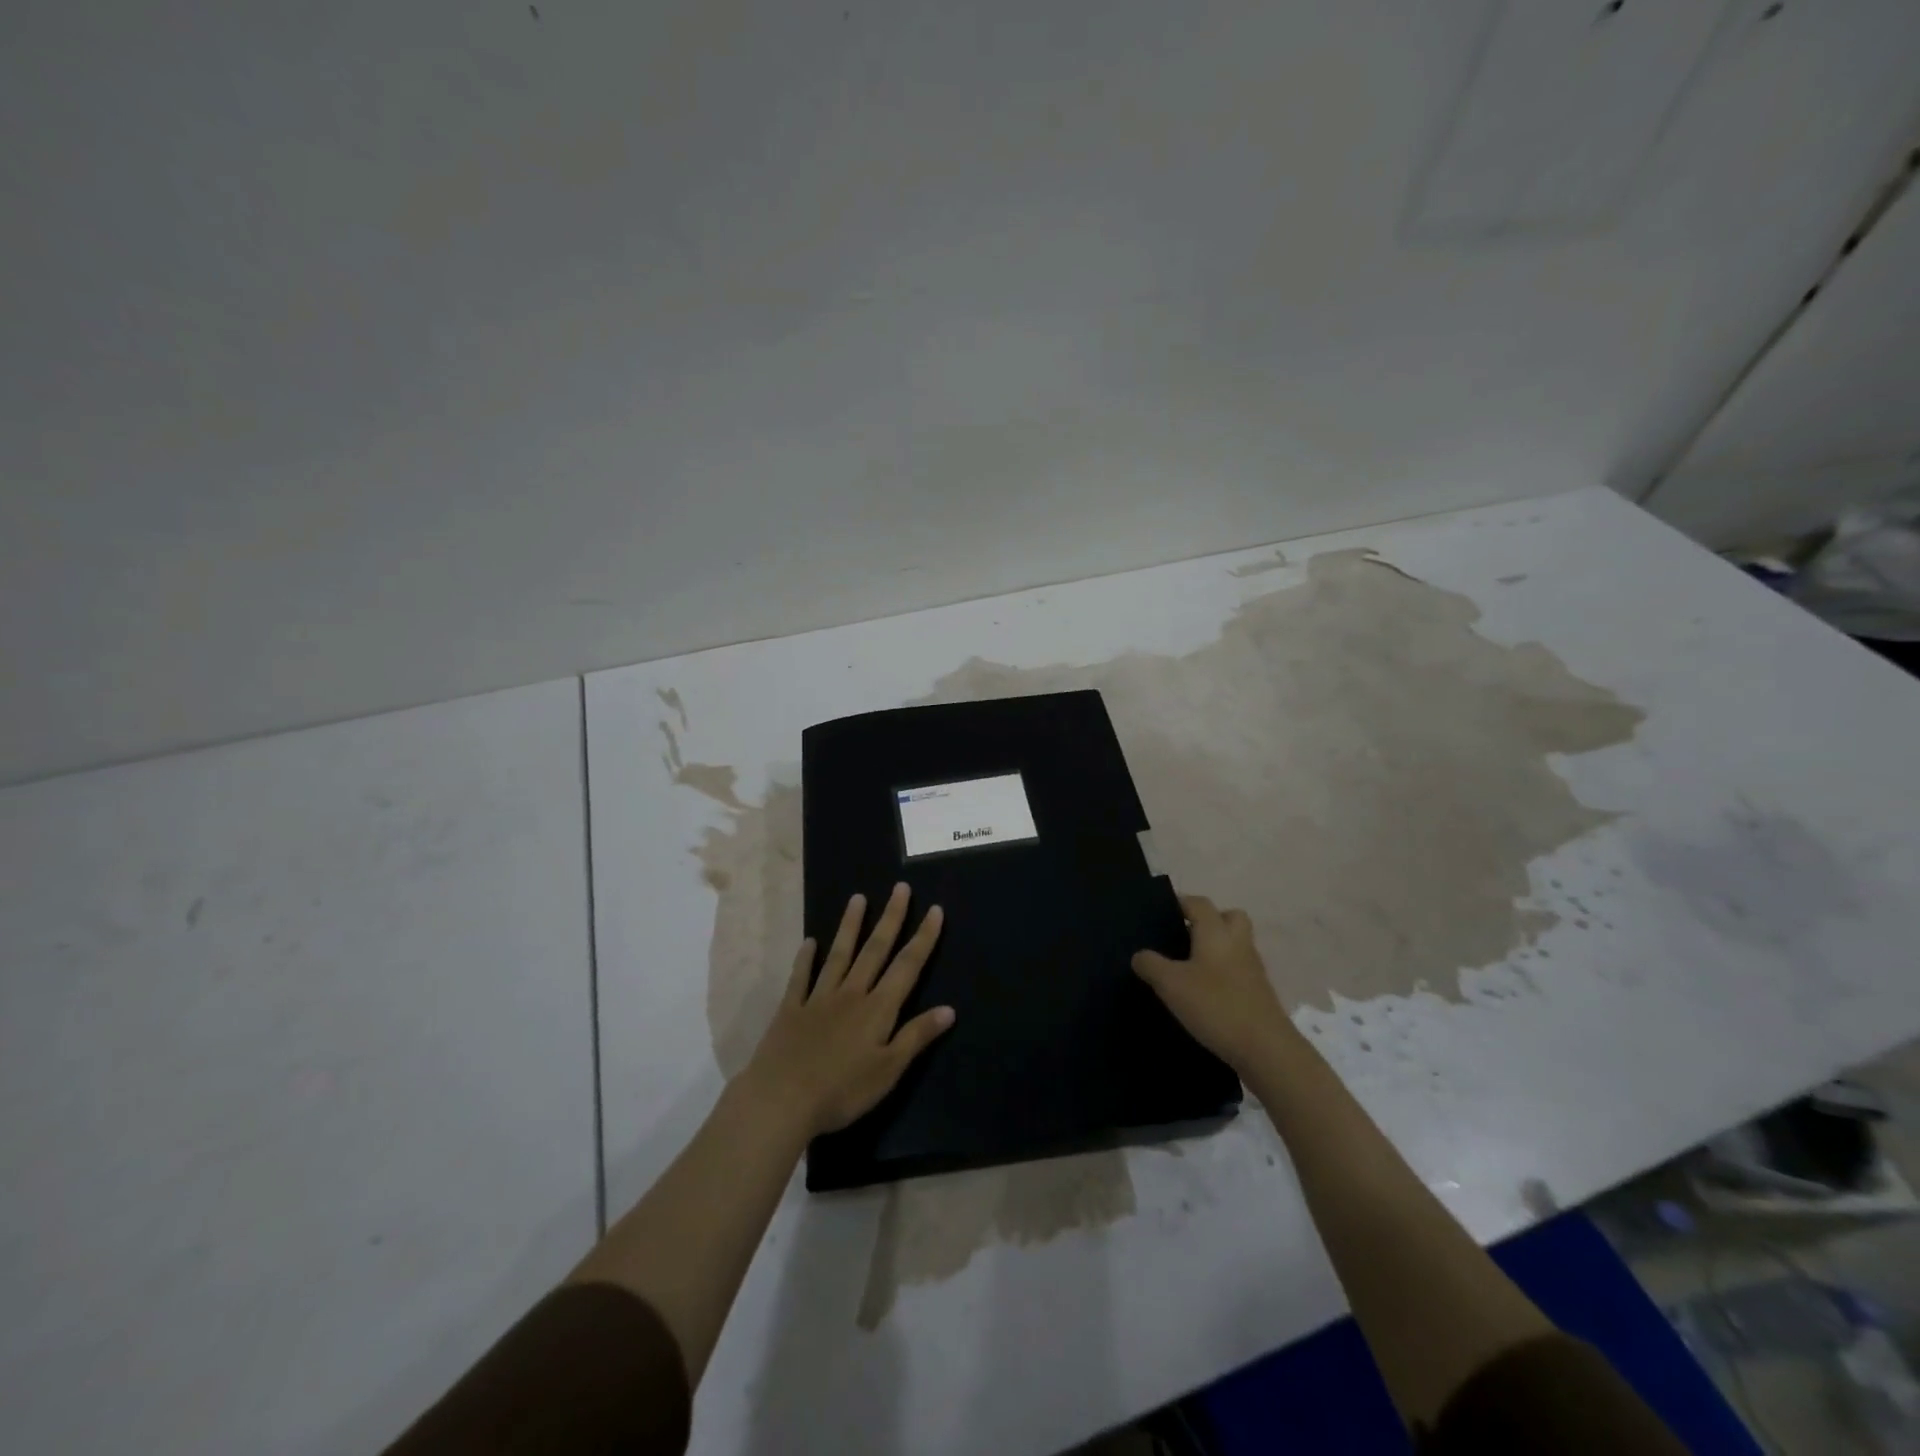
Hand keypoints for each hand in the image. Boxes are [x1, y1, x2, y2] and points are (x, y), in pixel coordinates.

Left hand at [740, 883, 954, 1139]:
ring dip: (850, 926)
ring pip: (839, 955)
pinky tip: (809, 942)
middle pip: (875, 950)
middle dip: (890, 918)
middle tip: (899, 888)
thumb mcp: (888, 1071)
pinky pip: (800, 978)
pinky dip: (805, 959)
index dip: (924, 938)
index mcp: (878, 1009)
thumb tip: (949, 1009)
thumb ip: (916, 1037)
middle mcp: (851, 994)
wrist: (781, 1100)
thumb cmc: (842, 1091)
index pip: (907, 966)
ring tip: (858, 898)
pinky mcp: (790, 1010)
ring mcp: (818, 998)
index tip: (935, 909)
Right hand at [1133, 893, 1297, 1072]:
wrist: (1266, 1049)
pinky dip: (1223, 973)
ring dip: (1216, 948)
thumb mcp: (1171, 984)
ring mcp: (1253, 968)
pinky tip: (1204, 993)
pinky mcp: (1259, 992)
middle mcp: (1238, 943)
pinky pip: (1239, 969)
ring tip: (1188, 968)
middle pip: (1228, 917)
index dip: (1180, 902)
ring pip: (1235, 944)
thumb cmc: (1215, 1005)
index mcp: (1216, 932)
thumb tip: (1140, 955)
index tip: (1160, 913)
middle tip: (1183, 937)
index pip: (1198, 903)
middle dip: (1208, 921)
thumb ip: (1150, 965)